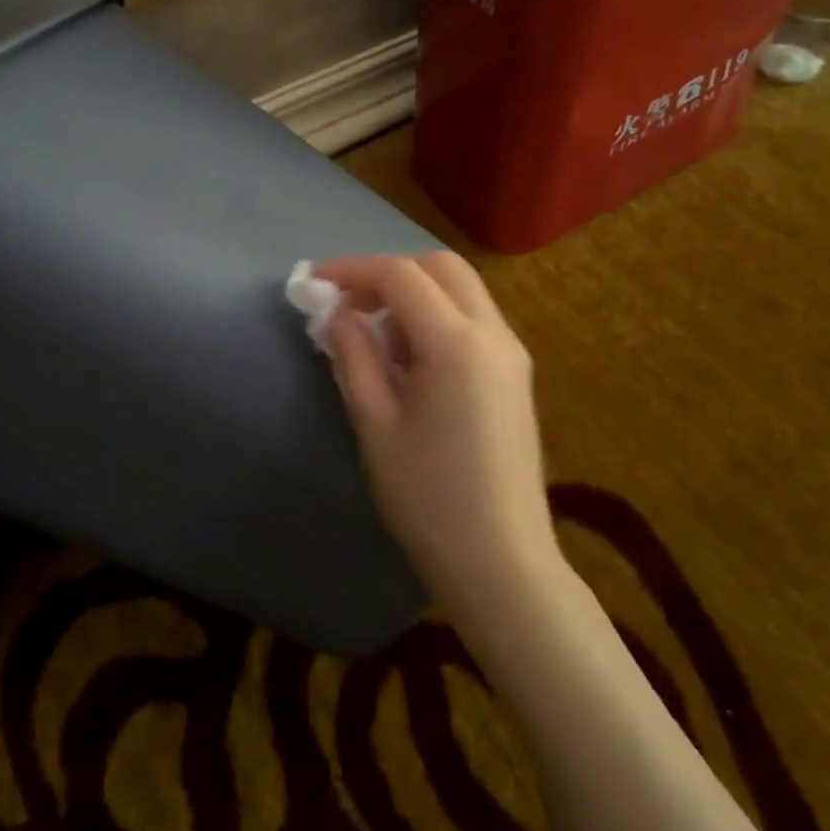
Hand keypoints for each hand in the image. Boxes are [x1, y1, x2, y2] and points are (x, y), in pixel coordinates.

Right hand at [316, 253, 558, 611]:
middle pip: (440, 267)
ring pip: (460, 289)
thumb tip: (336, 313)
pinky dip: (436, 316)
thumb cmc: (429, 498)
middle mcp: (493, 333)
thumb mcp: (376, 424)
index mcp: (457, 344)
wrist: (502, 563)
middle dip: (389, 272)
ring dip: (414, 293)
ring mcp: (511, 352)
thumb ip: (353, 356)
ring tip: (374, 336)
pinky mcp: (515, 373)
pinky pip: (472, 319)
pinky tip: (408, 358)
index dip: (352, 269)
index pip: (400, 275)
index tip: (314, 282)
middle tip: (348, 301)